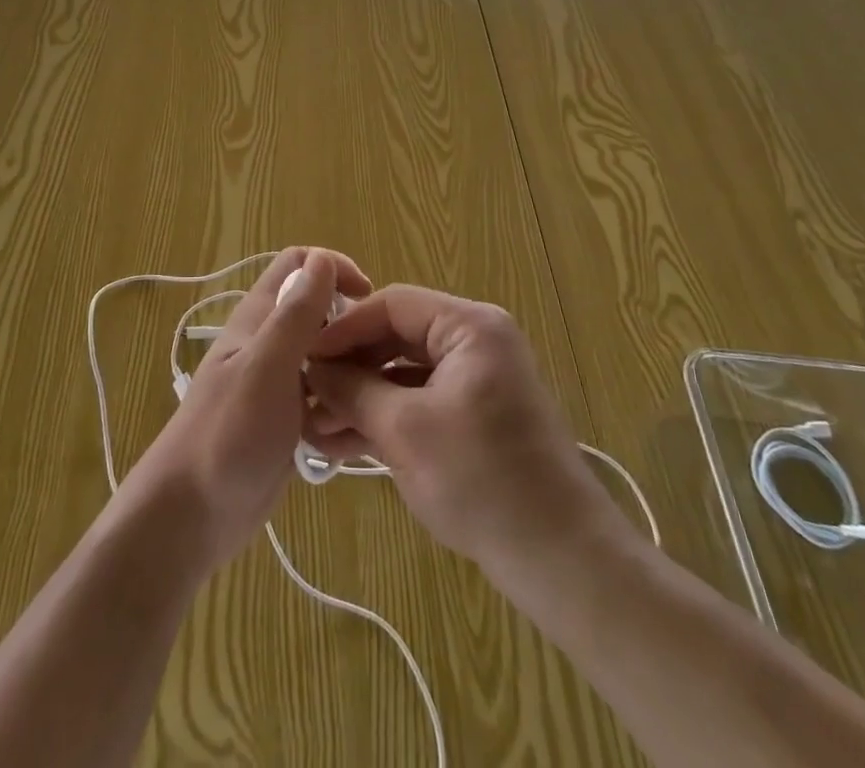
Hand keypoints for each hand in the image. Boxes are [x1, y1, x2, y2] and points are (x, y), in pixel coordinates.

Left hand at [122, 246, 370, 573]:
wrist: (191, 517)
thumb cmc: (227, 434)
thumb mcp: (266, 367)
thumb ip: (296, 315)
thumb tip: (323, 257)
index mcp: (259, 317)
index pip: (301, 263)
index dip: (335, 268)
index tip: (367, 298)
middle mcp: (269, 342)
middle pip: (321, 313)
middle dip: (351, 330)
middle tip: (372, 364)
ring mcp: (278, 383)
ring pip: (327, 360)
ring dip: (348, 378)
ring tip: (361, 409)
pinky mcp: (286, 420)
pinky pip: (324, 401)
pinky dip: (339, 413)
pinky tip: (348, 441)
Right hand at [304, 285, 623, 579]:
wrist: (561, 560)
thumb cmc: (482, 480)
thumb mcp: (404, 430)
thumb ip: (352, 390)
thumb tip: (311, 369)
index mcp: (469, 327)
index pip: (392, 304)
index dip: (343, 328)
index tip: (303, 355)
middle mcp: (475, 342)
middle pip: (396, 337)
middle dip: (349, 368)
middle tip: (304, 392)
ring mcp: (476, 380)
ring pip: (403, 373)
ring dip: (360, 398)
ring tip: (313, 426)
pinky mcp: (474, 417)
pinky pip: (419, 401)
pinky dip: (385, 418)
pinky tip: (341, 443)